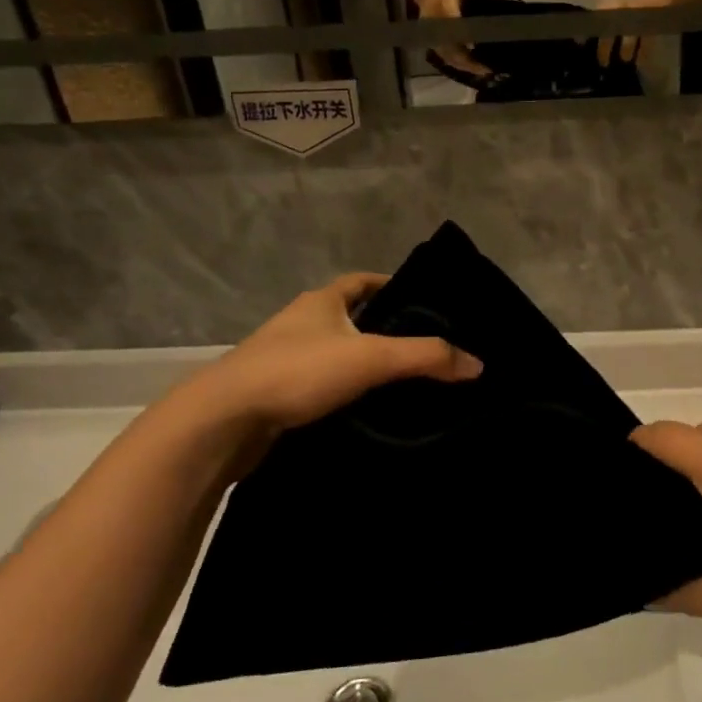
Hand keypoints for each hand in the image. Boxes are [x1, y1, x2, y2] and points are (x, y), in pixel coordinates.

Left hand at [193, 274, 481, 436]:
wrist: (224, 421)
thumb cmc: (298, 372)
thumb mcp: (371, 358)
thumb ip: (426, 357)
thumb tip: (477, 363)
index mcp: (322, 301)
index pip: (361, 281)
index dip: (391, 285)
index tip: (424, 302)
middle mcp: (302, 322)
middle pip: (350, 317)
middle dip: (383, 328)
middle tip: (424, 348)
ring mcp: (284, 358)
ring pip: (335, 353)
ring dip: (363, 363)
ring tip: (404, 382)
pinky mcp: (276, 394)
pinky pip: (321, 385)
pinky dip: (344, 392)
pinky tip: (367, 411)